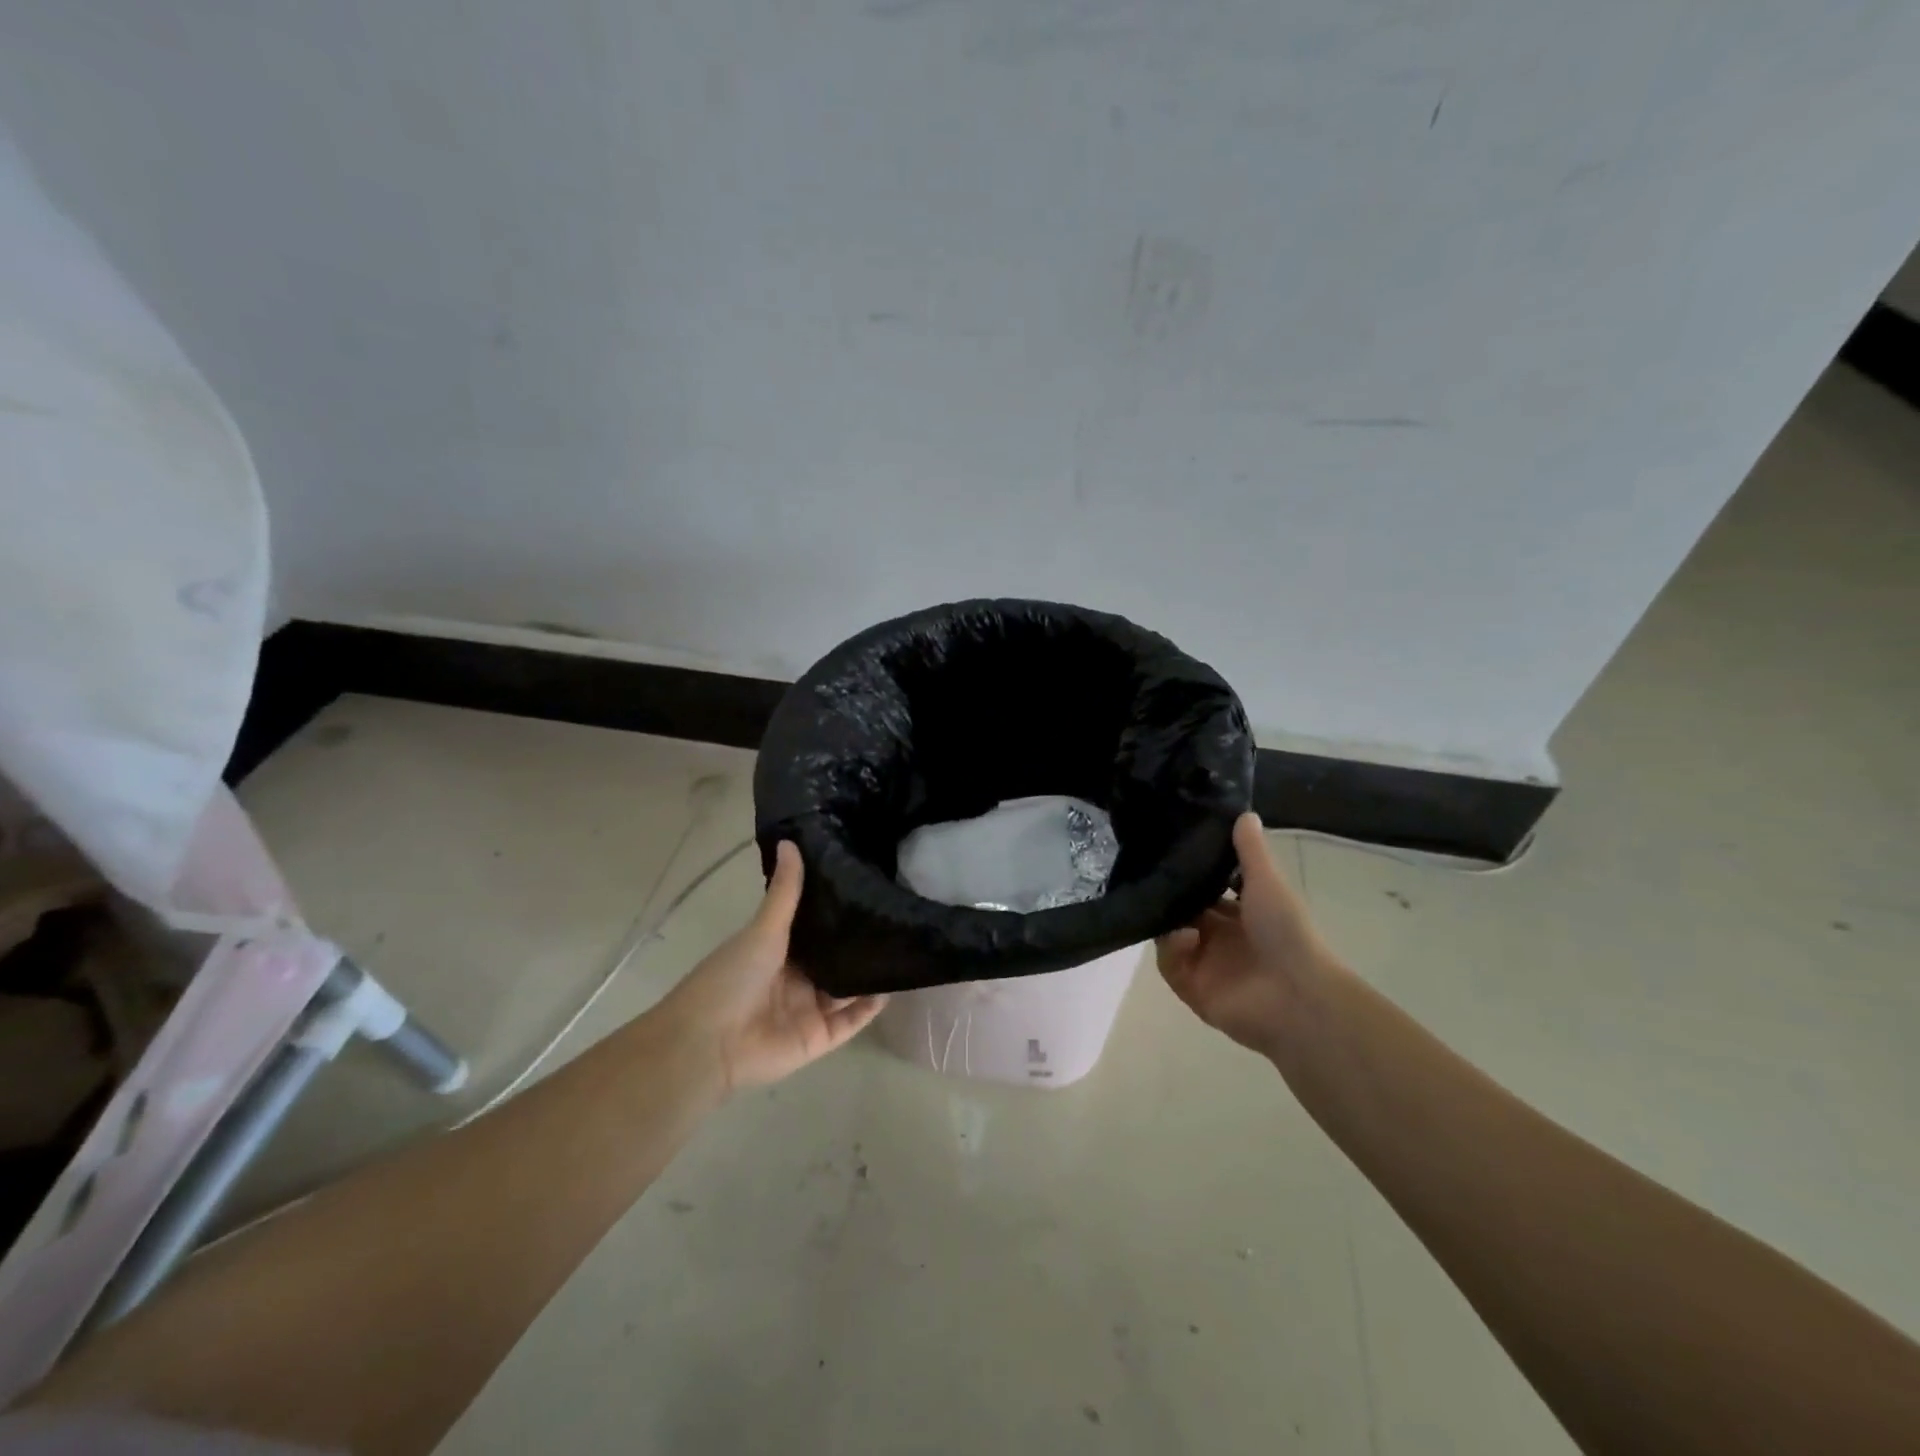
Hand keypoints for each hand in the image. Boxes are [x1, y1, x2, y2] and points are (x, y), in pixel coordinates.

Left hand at [657, 842, 886, 1094]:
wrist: (708, 1044)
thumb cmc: (731, 979)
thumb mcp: (762, 930)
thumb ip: (785, 892)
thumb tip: (790, 840)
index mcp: (776, 952)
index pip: (813, 928)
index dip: (836, 910)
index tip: (866, 884)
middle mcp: (795, 979)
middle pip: (833, 958)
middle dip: (858, 942)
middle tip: (894, 913)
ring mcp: (808, 1009)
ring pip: (847, 988)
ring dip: (868, 973)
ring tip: (902, 946)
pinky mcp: (819, 1038)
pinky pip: (851, 1021)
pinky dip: (870, 1007)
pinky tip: (893, 985)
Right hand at [1156, 813, 1341, 1058]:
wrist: (1298, 995)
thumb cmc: (1287, 933)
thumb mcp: (1268, 882)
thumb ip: (1250, 851)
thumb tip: (1243, 812)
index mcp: (1242, 916)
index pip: (1206, 892)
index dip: (1189, 875)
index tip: (1169, 852)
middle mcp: (1221, 939)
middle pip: (1183, 912)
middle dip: (1169, 896)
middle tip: (1151, 874)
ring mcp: (1205, 965)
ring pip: (1169, 936)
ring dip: (1167, 920)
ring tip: (1171, 909)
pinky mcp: (1192, 989)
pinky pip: (1169, 965)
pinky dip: (1172, 948)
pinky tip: (1187, 937)